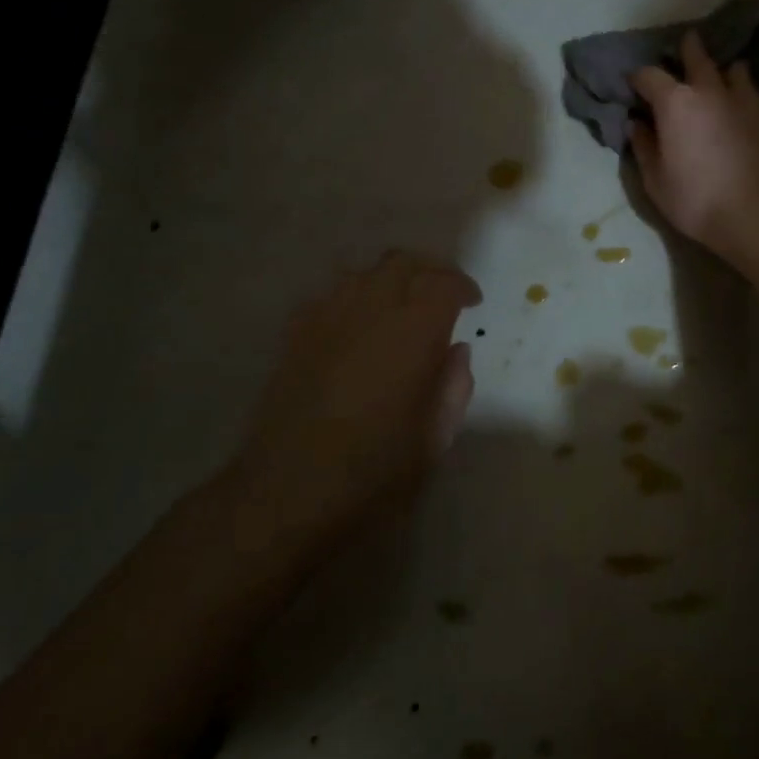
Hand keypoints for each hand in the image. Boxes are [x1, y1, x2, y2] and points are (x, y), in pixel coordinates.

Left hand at [227, 252, 479, 549]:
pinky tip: (356, 328)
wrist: (286, 495)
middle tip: (442, 296)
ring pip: (363, 273)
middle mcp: (369, 311)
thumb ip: (453, 387)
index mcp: (412, 333)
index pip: (443, 284)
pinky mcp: (294, 336)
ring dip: (389, 281)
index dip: (462, 287)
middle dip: (429, 271)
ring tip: (401, 308)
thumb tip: (455, 351)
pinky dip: (352, 299)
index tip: (472, 303)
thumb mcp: (434, 439)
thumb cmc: (373, 473)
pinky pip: (328, 296)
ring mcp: (326, 319)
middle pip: (402, 263)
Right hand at [629, 30, 758, 254]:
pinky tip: (741, 106)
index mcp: (675, 103)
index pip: (649, 76)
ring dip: (722, 69)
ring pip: (733, 70)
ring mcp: (744, 100)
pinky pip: (752, 94)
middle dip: (688, 49)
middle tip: (685, 44)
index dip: (637, 78)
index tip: (632, 85)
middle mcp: (709, 91)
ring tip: (721, 73)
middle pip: (697, 57)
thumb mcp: (656, 181)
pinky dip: (742, 93)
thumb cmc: (697, 199)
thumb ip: (644, 148)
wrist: (758, 212)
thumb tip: (636, 125)